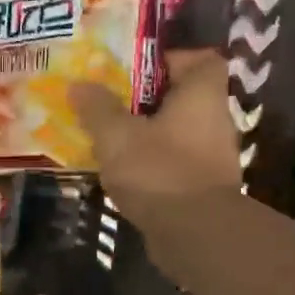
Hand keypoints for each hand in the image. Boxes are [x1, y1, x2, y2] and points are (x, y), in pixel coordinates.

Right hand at [71, 51, 241, 218]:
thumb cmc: (159, 171)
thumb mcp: (116, 135)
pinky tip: (125, 177)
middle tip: (113, 106)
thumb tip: (79, 84)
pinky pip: (176, 166)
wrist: (196, 234)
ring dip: (149, 137)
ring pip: (178, 135)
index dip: (173, 59)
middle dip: (149, 102)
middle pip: (185, 99)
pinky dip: (154, 167)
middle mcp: (215, 122)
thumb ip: (97, 108)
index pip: (203, 60)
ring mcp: (213, 159)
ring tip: (112, 143)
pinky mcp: (204, 190)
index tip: (138, 71)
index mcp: (202, 96)